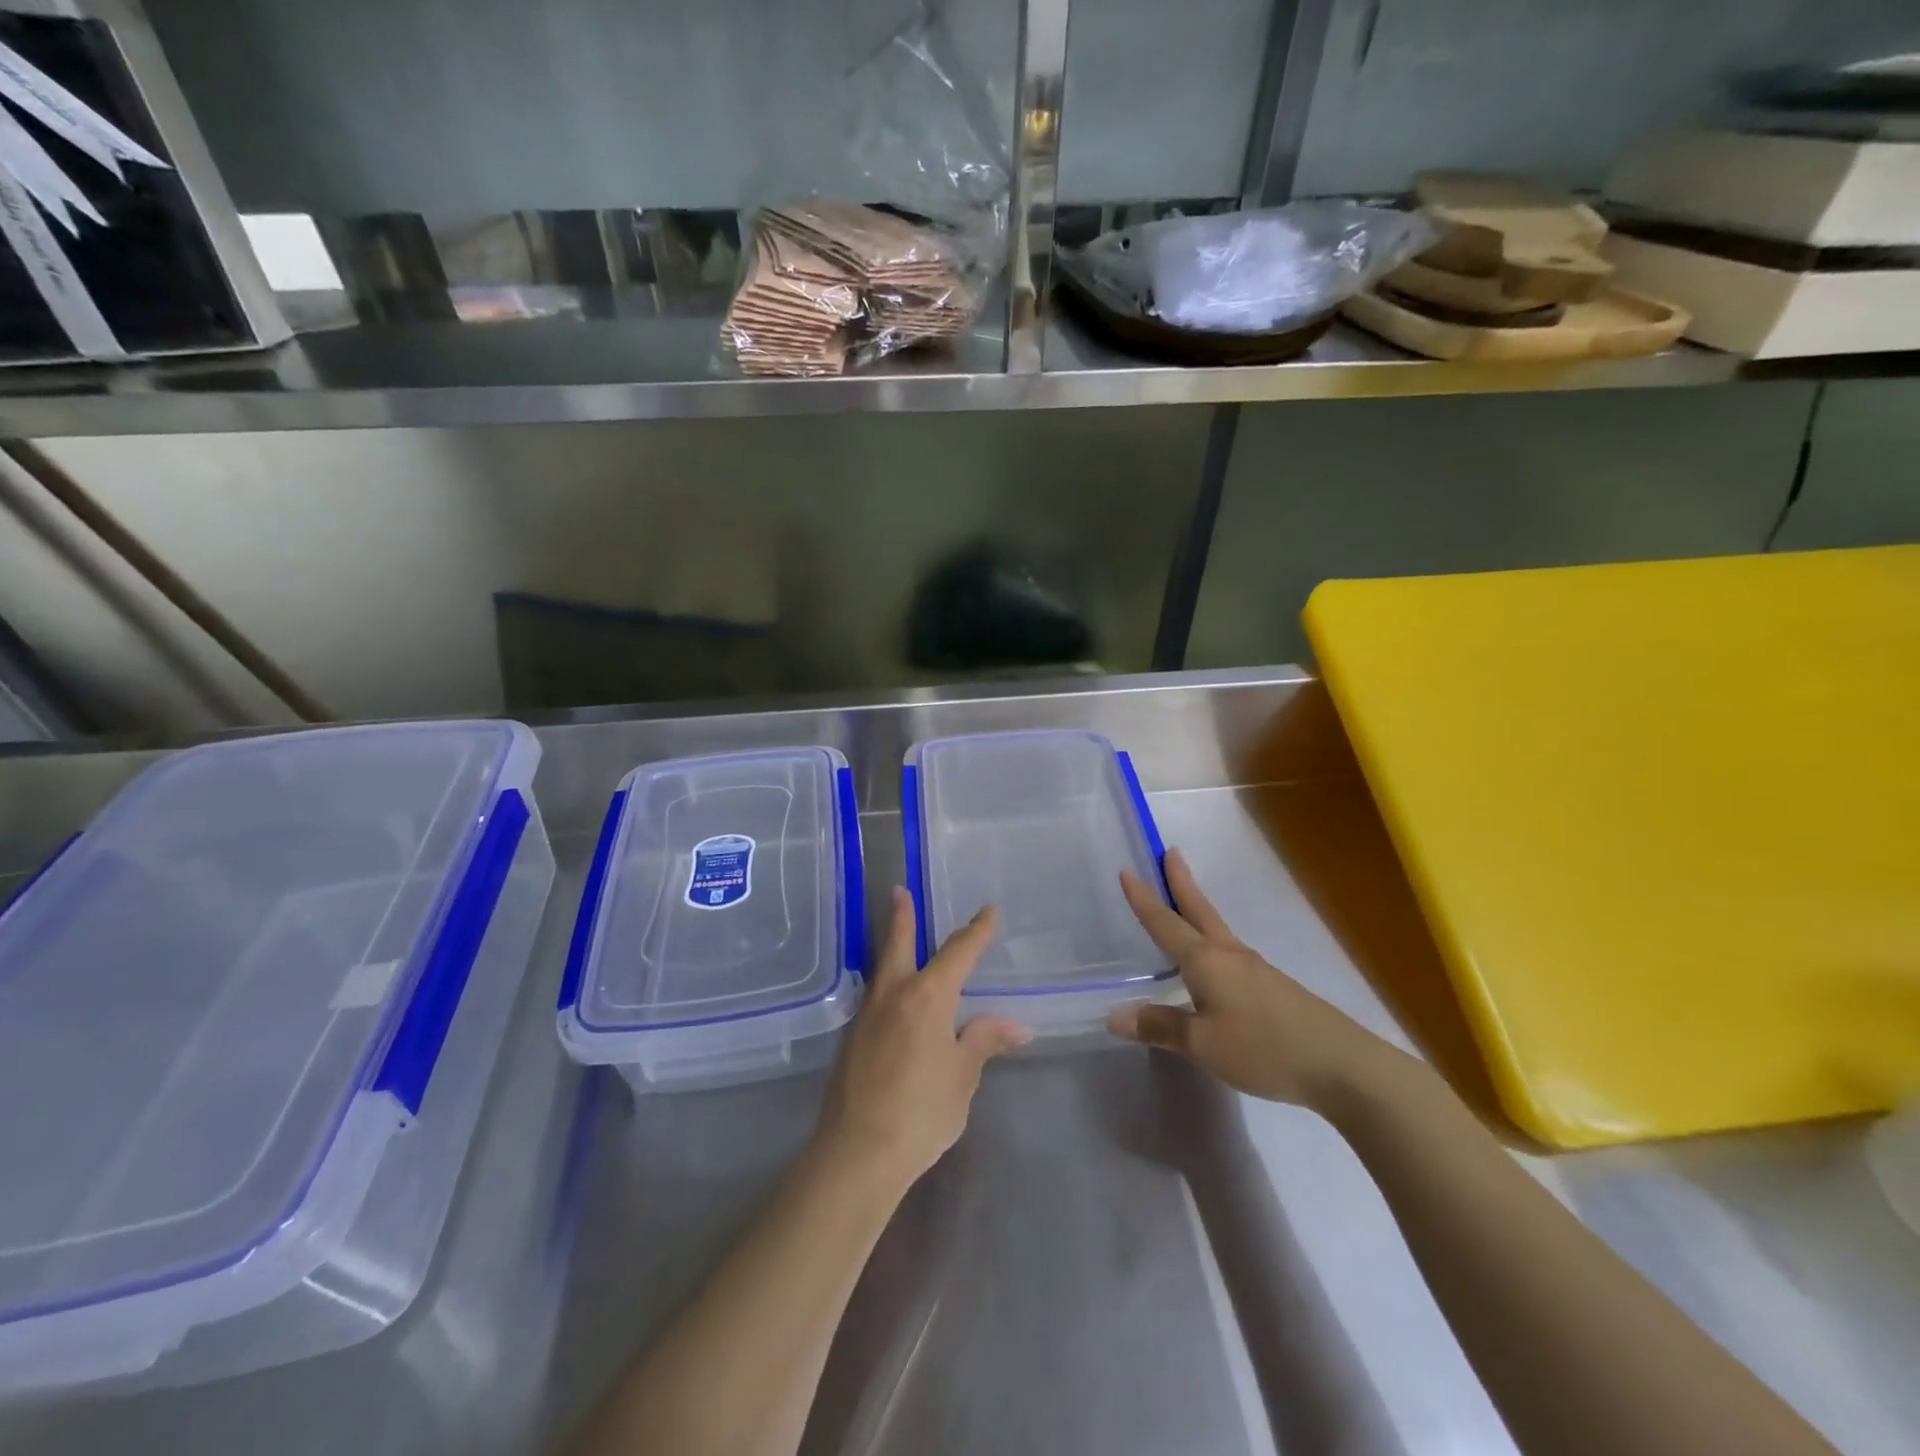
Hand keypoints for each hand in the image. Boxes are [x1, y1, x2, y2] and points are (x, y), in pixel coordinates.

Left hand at [814, 888, 1030, 1185]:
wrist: (858, 1151)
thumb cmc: (921, 1110)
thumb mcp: (962, 1076)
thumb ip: (984, 1041)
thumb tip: (1016, 1025)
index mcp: (927, 996)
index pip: (958, 952)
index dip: (976, 931)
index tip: (988, 912)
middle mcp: (893, 994)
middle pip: (897, 943)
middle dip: (902, 916)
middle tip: (898, 890)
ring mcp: (867, 1016)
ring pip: (881, 969)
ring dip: (890, 948)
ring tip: (896, 937)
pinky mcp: (851, 1040)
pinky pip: (874, 997)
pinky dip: (886, 983)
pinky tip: (891, 998)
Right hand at [1106, 849, 1388, 1110]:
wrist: (1342, 1064)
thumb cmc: (1263, 1047)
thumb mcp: (1203, 1044)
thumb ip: (1159, 1027)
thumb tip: (1114, 1014)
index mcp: (1206, 960)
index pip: (1165, 923)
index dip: (1144, 899)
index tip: (1127, 870)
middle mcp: (1228, 954)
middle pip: (1199, 909)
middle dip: (1181, 882)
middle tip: (1171, 852)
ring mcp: (1255, 969)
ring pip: (1216, 929)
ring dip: (1196, 908)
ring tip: (1184, 902)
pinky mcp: (1272, 987)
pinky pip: (1230, 953)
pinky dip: (1211, 940)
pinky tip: (1214, 962)